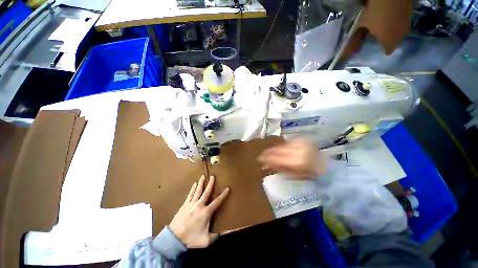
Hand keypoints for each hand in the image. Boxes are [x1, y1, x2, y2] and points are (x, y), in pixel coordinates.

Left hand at [169, 175, 229, 247]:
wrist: (174, 239)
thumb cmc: (191, 239)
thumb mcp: (206, 240)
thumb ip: (217, 235)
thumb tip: (228, 232)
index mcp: (206, 212)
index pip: (217, 201)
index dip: (223, 195)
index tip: (227, 188)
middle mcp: (199, 205)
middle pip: (206, 192)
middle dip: (210, 184)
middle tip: (213, 176)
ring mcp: (191, 204)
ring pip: (198, 191)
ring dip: (201, 183)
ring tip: (203, 176)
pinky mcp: (185, 205)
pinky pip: (190, 194)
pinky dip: (193, 189)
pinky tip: (194, 184)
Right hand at [258, 138, 326, 178]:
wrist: (326, 163)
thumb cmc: (312, 173)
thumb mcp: (296, 175)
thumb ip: (281, 169)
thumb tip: (267, 165)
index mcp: (299, 162)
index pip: (278, 158)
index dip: (267, 159)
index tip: (260, 159)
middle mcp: (298, 150)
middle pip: (278, 150)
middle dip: (268, 153)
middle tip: (260, 155)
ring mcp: (300, 143)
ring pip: (281, 145)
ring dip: (273, 149)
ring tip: (266, 152)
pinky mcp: (301, 139)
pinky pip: (287, 142)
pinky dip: (280, 146)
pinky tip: (277, 149)